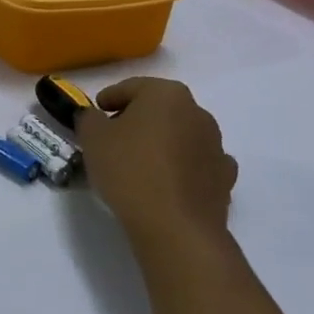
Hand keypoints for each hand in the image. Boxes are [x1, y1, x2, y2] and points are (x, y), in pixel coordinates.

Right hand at [77, 78, 238, 257]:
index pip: (131, 87)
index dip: (109, 99)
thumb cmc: (129, 170)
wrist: (175, 226)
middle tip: (113, 139)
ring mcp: (217, 145)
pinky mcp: (225, 178)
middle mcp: (197, 112)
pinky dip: (182, 167)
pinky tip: (166, 182)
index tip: (95, 114)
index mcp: (166, 94)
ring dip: (162, 143)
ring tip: (138, 164)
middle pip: (159, 109)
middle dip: (137, 120)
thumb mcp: (92, 138)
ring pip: (180, 135)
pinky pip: (197, 163)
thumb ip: (88, 118)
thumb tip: (94, 117)